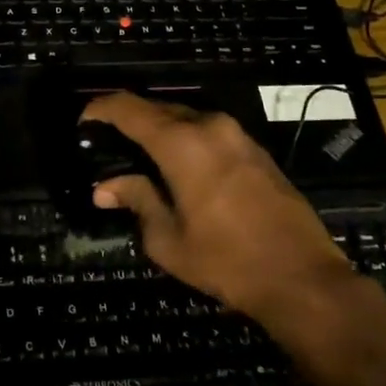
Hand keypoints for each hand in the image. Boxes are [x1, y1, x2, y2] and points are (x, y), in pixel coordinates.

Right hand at [82, 92, 361, 327]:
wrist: (302, 277)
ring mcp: (238, 135)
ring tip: (139, 155)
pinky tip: (178, 166)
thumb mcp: (168, 239)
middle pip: (158, 109)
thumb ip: (136, 201)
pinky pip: (209, 133)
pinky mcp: (256, 150)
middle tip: (107, 141)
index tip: (83, 120)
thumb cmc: (227, 260)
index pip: (129, 109)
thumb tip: (105, 188)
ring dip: (160, 130)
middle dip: (129, 120)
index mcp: (182, 143)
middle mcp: (210, 127)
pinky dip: (186, 141)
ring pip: (186, 119)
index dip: (101, 108)